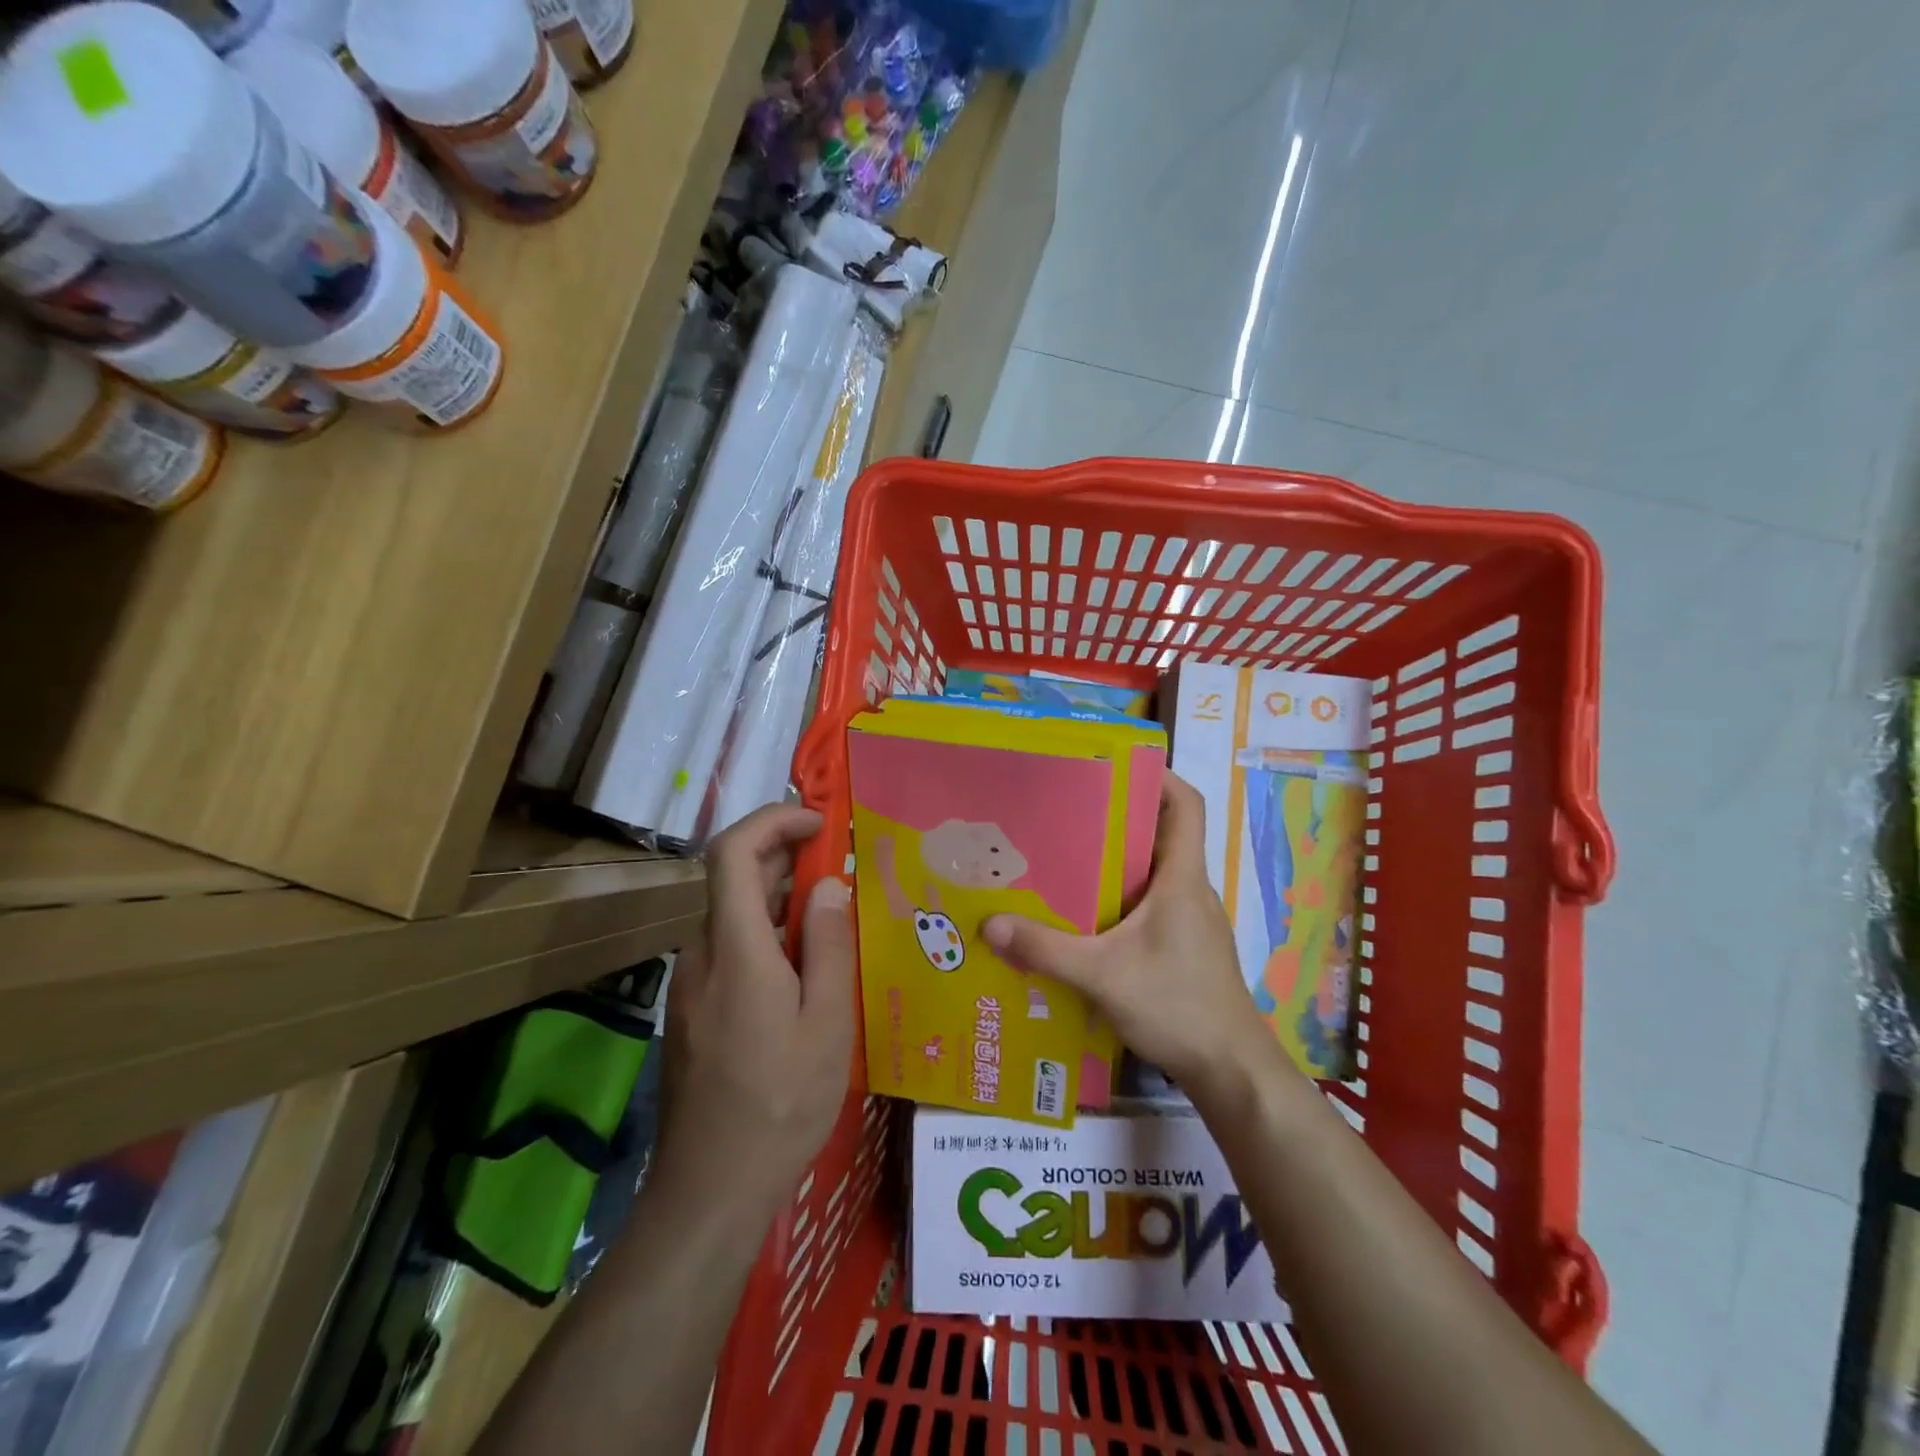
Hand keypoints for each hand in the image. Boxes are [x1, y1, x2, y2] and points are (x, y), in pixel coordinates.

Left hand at [653, 805, 854, 1221]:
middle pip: (733, 879)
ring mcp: (689, 984)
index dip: (773, 820)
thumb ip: (827, 944)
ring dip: (779, 899)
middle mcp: (701, 955)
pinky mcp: (690, 1009)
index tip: (819, 823)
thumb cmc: (780, 1104)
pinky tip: (802, 971)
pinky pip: (729, 949)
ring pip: (732, 915)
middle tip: (842, 872)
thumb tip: (828, 884)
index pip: (732, 852)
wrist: (709, 1189)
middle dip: (786, 859)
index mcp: (735, 950)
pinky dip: (766, 935)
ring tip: (832, 922)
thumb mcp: (826, 1023)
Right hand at [982, 774, 1278, 1094]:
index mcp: (1182, 878)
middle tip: (1065, 811)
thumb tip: (988, 925)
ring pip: (1152, 873)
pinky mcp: (1182, 948)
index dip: (1160, 776)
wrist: (1231, 1070)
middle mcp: (1190, 890)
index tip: (1116, 764)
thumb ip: (1045, 950)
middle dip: (1117, 817)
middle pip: (1159, 835)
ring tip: (1063, 859)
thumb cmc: (1177, 1005)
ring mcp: (1189, 921)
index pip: (1185, 806)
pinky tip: (1083, 920)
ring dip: (1115, 862)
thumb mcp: (1102, 976)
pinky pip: (1148, 906)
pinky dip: (1119, 900)